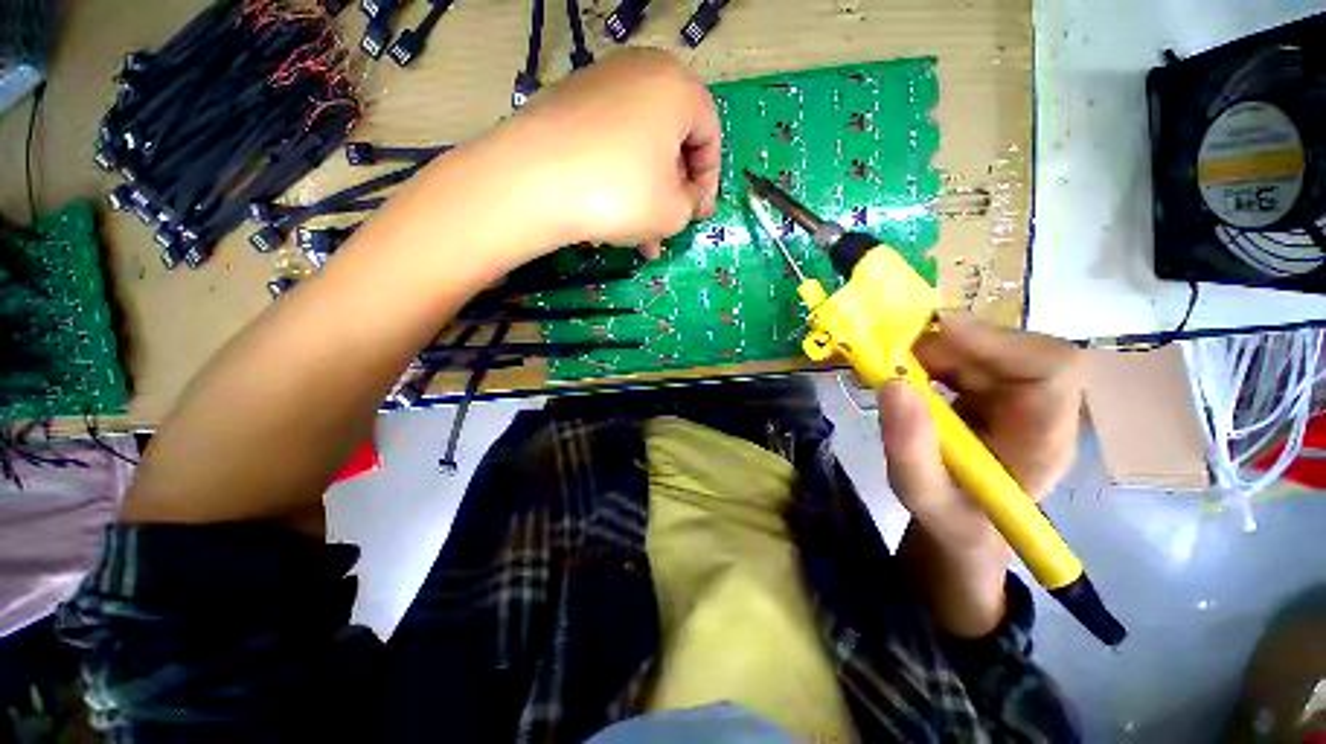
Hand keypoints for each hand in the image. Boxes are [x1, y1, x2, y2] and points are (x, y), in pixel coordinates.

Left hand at [499, 49, 721, 257]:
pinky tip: (610, 217)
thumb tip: (688, 198)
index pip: (710, 134)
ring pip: (638, 148)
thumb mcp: (673, 212)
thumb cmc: (620, 194)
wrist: (532, 182)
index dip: (709, 181)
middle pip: (671, 141)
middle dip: (673, 193)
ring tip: (640, 238)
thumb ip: (692, 205)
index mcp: (676, 87)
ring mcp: (599, 84)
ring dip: (645, 195)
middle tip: (669, 228)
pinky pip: (608, 144)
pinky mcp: (567, 104)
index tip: (699, 214)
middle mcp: (640, 73)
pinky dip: (617, 180)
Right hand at [878, 314, 1083, 544]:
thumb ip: (909, 448)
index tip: (937, 331)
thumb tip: (892, 383)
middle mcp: (1040, 406)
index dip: (998, 341)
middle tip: (887, 355)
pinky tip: (899, 372)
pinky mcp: (992, 389)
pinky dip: (926, 356)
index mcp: (1044, 438)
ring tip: (886, 366)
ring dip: (930, 350)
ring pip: (981, 347)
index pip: (1051, 368)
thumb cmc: (952, 518)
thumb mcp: (922, 494)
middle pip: (1008, 348)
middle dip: (944, 345)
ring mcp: (1017, 394)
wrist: (963, 524)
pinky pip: (964, 355)